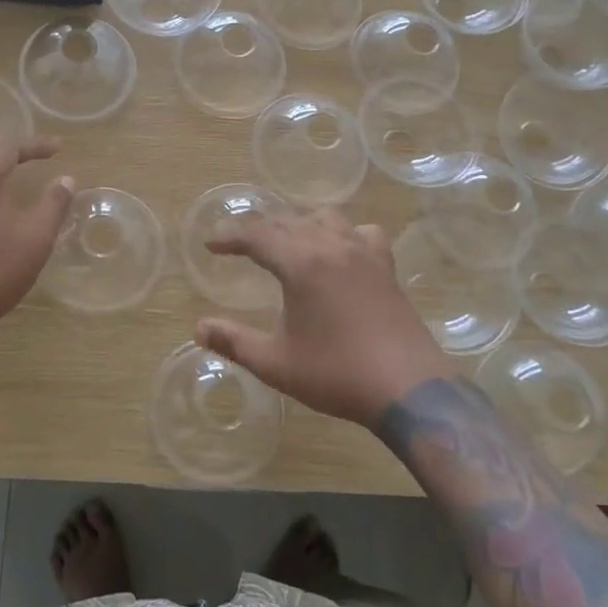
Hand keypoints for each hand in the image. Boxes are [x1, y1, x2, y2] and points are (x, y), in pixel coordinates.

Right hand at [195, 207, 454, 428]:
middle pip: (288, 222)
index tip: (211, 246)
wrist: (407, 388)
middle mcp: (332, 246)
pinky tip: (341, 252)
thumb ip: (235, 342)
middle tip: (240, 246)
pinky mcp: (386, 267)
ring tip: (286, 242)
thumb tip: (199, 328)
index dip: (230, 238)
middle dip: (260, 230)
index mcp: (301, 264)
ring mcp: (363, 254)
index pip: (257, 236)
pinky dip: (345, 234)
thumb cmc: (336, 374)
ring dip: (299, 224)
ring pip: (325, 218)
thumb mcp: (276, 363)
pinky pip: (363, 233)